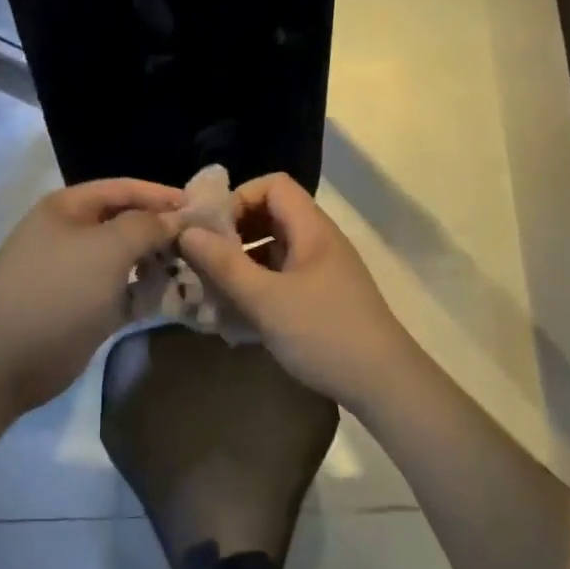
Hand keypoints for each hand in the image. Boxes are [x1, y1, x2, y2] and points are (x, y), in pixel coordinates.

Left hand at [0, 178, 182, 422]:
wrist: (3, 361)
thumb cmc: (56, 292)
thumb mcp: (107, 248)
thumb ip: (147, 226)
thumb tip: (177, 218)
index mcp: (69, 209)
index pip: (125, 189)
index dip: (163, 196)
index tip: (204, 209)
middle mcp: (73, 235)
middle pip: (129, 224)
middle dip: (165, 232)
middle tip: (207, 246)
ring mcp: (79, 275)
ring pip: (130, 261)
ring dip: (160, 265)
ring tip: (197, 272)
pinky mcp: (86, 309)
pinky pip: (126, 293)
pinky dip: (148, 294)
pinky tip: (177, 298)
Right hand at [176, 173, 419, 408]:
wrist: (383, 383)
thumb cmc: (323, 334)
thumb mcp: (266, 300)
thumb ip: (224, 264)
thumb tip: (186, 232)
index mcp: (312, 229)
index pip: (273, 185)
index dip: (238, 199)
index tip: (210, 232)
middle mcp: (319, 242)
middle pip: (271, 216)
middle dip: (234, 234)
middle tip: (205, 261)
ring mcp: (323, 271)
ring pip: (275, 250)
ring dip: (242, 264)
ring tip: (214, 290)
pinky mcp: (323, 299)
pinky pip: (283, 278)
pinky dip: (258, 287)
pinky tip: (238, 315)